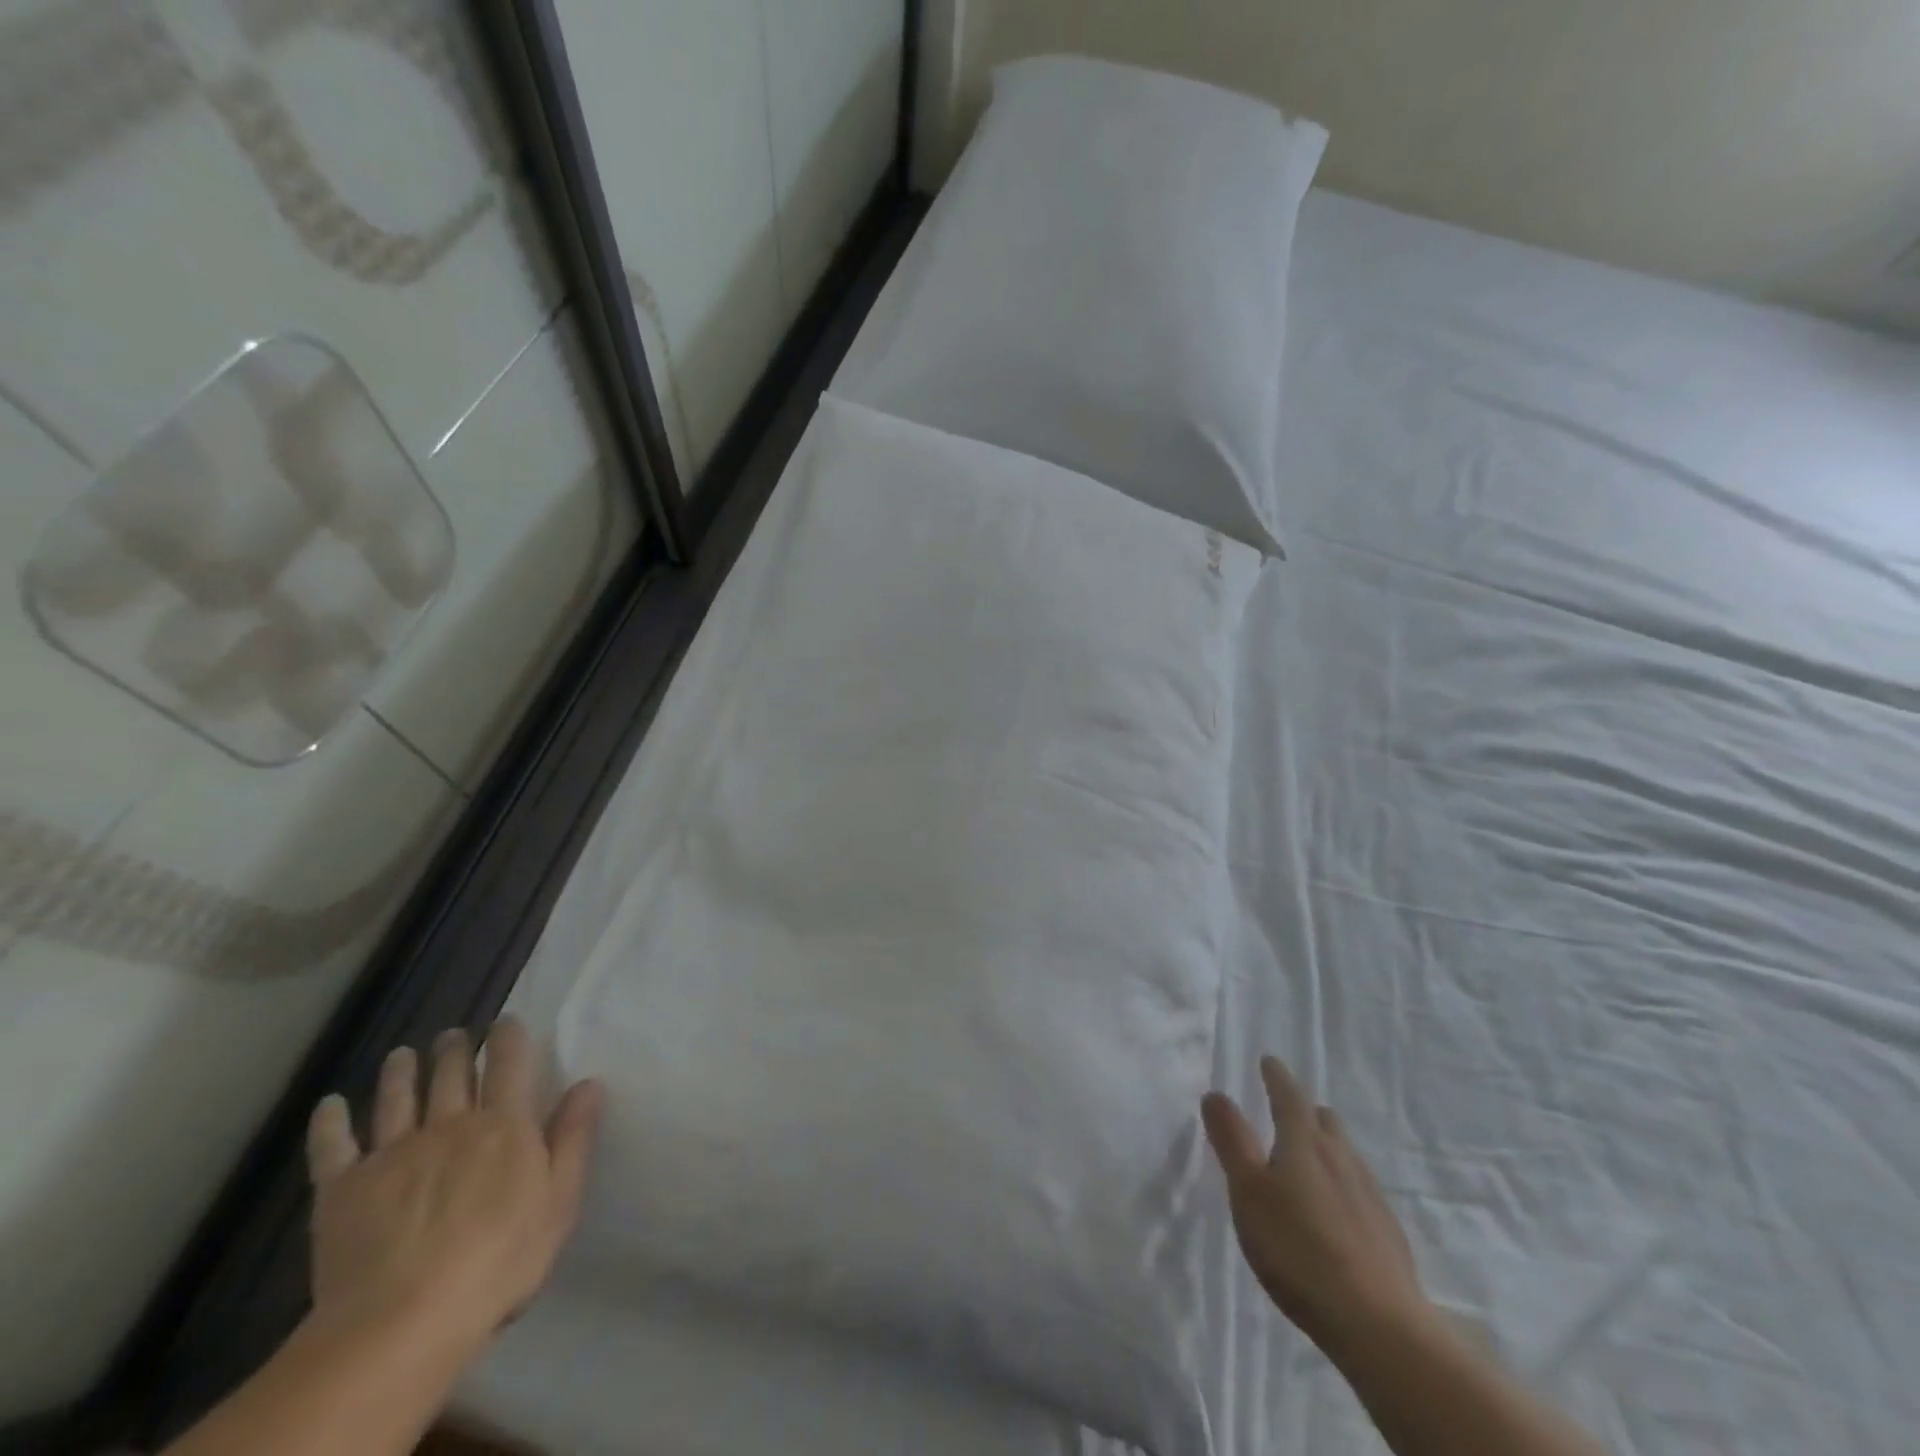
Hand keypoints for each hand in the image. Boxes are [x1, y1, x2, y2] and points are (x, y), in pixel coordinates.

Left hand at [305, 1018, 602, 1359]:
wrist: (402, 1322)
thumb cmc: (499, 1262)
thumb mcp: (559, 1201)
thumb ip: (573, 1139)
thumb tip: (589, 1083)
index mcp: (503, 1125)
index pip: (509, 1064)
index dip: (508, 1037)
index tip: (506, 1021)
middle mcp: (449, 1125)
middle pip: (451, 1074)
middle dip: (454, 1049)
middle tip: (452, 1035)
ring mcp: (392, 1153)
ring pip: (396, 1098)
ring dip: (400, 1072)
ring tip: (402, 1054)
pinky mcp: (343, 1188)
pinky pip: (333, 1146)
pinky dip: (331, 1121)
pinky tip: (331, 1105)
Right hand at [1202, 1056, 1429, 1355]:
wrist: (1378, 1323)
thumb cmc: (1298, 1248)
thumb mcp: (1248, 1191)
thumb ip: (1232, 1140)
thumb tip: (1216, 1093)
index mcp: (1304, 1142)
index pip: (1289, 1095)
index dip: (1276, 1076)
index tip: (1268, 1061)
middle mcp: (1340, 1157)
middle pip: (1323, 1120)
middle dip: (1305, 1109)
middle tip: (1287, 1109)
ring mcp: (1369, 1194)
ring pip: (1344, 1153)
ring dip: (1325, 1144)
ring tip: (1309, 1156)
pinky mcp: (1386, 1231)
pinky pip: (1359, 1187)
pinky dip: (1342, 1182)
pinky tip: (1336, 1207)